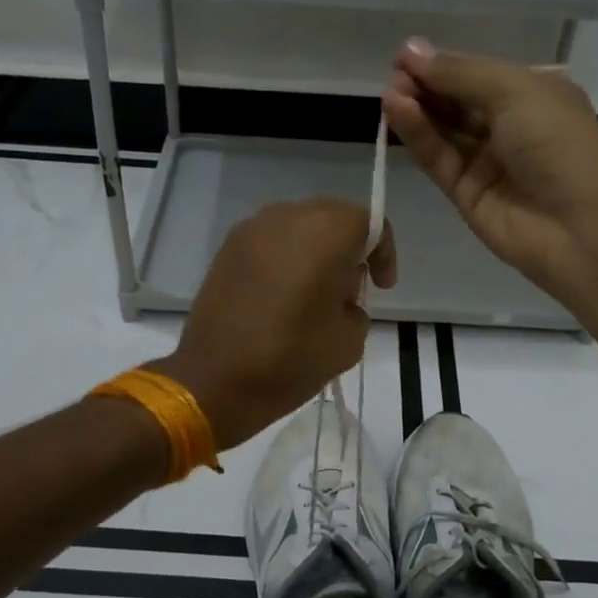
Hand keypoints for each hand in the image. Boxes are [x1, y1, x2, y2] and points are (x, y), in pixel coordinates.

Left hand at [154, 200, 396, 450]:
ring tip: (315, 293)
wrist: (214, 381)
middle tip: (350, 289)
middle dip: (349, 247)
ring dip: (315, 250)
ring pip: (299, 226)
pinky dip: (285, 258)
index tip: (381, 286)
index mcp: (325, 234)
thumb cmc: (290, 359)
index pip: (368, 224)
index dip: (382, 253)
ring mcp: (252, 230)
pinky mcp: (227, 248)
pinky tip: (283, 294)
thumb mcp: (348, 341)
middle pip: (332, 217)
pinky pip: (270, 241)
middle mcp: (287, 217)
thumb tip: (340, 299)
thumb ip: (356, 307)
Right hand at [381, 37, 597, 298]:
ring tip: (389, 93)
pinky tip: (396, 112)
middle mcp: (510, 126)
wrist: (584, 228)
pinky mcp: (466, 195)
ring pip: (443, 130)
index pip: (478, 74)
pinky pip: (438, 159)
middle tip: (394, 75)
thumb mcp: (515, 91)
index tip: (405, 56)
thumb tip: (412, 50)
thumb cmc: (560, 144)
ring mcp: (487, 163)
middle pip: (457, 102)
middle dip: (426, 85)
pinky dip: (417, 135)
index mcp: (534, 94)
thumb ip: (460, 74)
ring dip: (416, 109)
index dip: (443, 64)